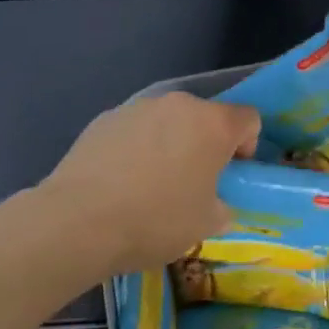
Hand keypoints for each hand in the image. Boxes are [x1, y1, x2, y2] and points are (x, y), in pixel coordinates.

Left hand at [42, 92, 260, 276]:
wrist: (79, 221)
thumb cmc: (156, 220)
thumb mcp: (206, 224)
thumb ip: (221, 205)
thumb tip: (213, 202)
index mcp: (212, 124)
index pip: (248, 118)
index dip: (247, 146)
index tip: (230, 174)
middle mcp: (177, 104)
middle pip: (204, 117)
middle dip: (204, 145)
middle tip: (192, 183)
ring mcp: (136, 108)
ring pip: (166, 122)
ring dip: (169, 145)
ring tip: (150, 185)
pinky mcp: (103, 119)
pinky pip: (133, 131)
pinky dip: (135, 149)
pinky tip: (120, 182)